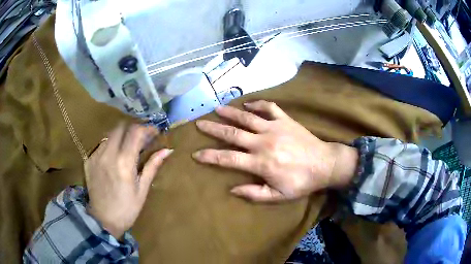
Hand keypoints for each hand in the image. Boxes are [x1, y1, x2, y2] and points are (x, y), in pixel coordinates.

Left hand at [84, 124, 172, 237]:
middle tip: (140, 138)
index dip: (146, 128)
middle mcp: (108, 154)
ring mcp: (96, 156)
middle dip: (132, 129)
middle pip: (120, 127)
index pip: (135, 132)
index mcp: (124, 162)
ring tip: (127, 147)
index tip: (153, 132)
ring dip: (121, 136)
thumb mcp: (142, 189)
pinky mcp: (89, 161)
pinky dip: (110, 146)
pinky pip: (101, 146)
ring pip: (110, 135)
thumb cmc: (127, 208)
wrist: (104, 221)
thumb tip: (167, 150)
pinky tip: (113, 158)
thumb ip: (152, 166)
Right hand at [193, 100, 357, 201]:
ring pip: (247, 117)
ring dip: (230, 112)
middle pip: (232, 133)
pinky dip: (257, 104)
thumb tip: (232, 189)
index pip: (228, 158)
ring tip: (216, 108)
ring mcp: (274, 128)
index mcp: (260, 162)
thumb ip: (254, 194)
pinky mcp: (285, 120)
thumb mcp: (278, 196)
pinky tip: (247, 103)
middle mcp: (263, 142)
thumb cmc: (301, 182)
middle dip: (213, 128)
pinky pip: (269, 108)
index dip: (210, 156)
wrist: (325, 164)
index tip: (196, 153)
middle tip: (199, 124)